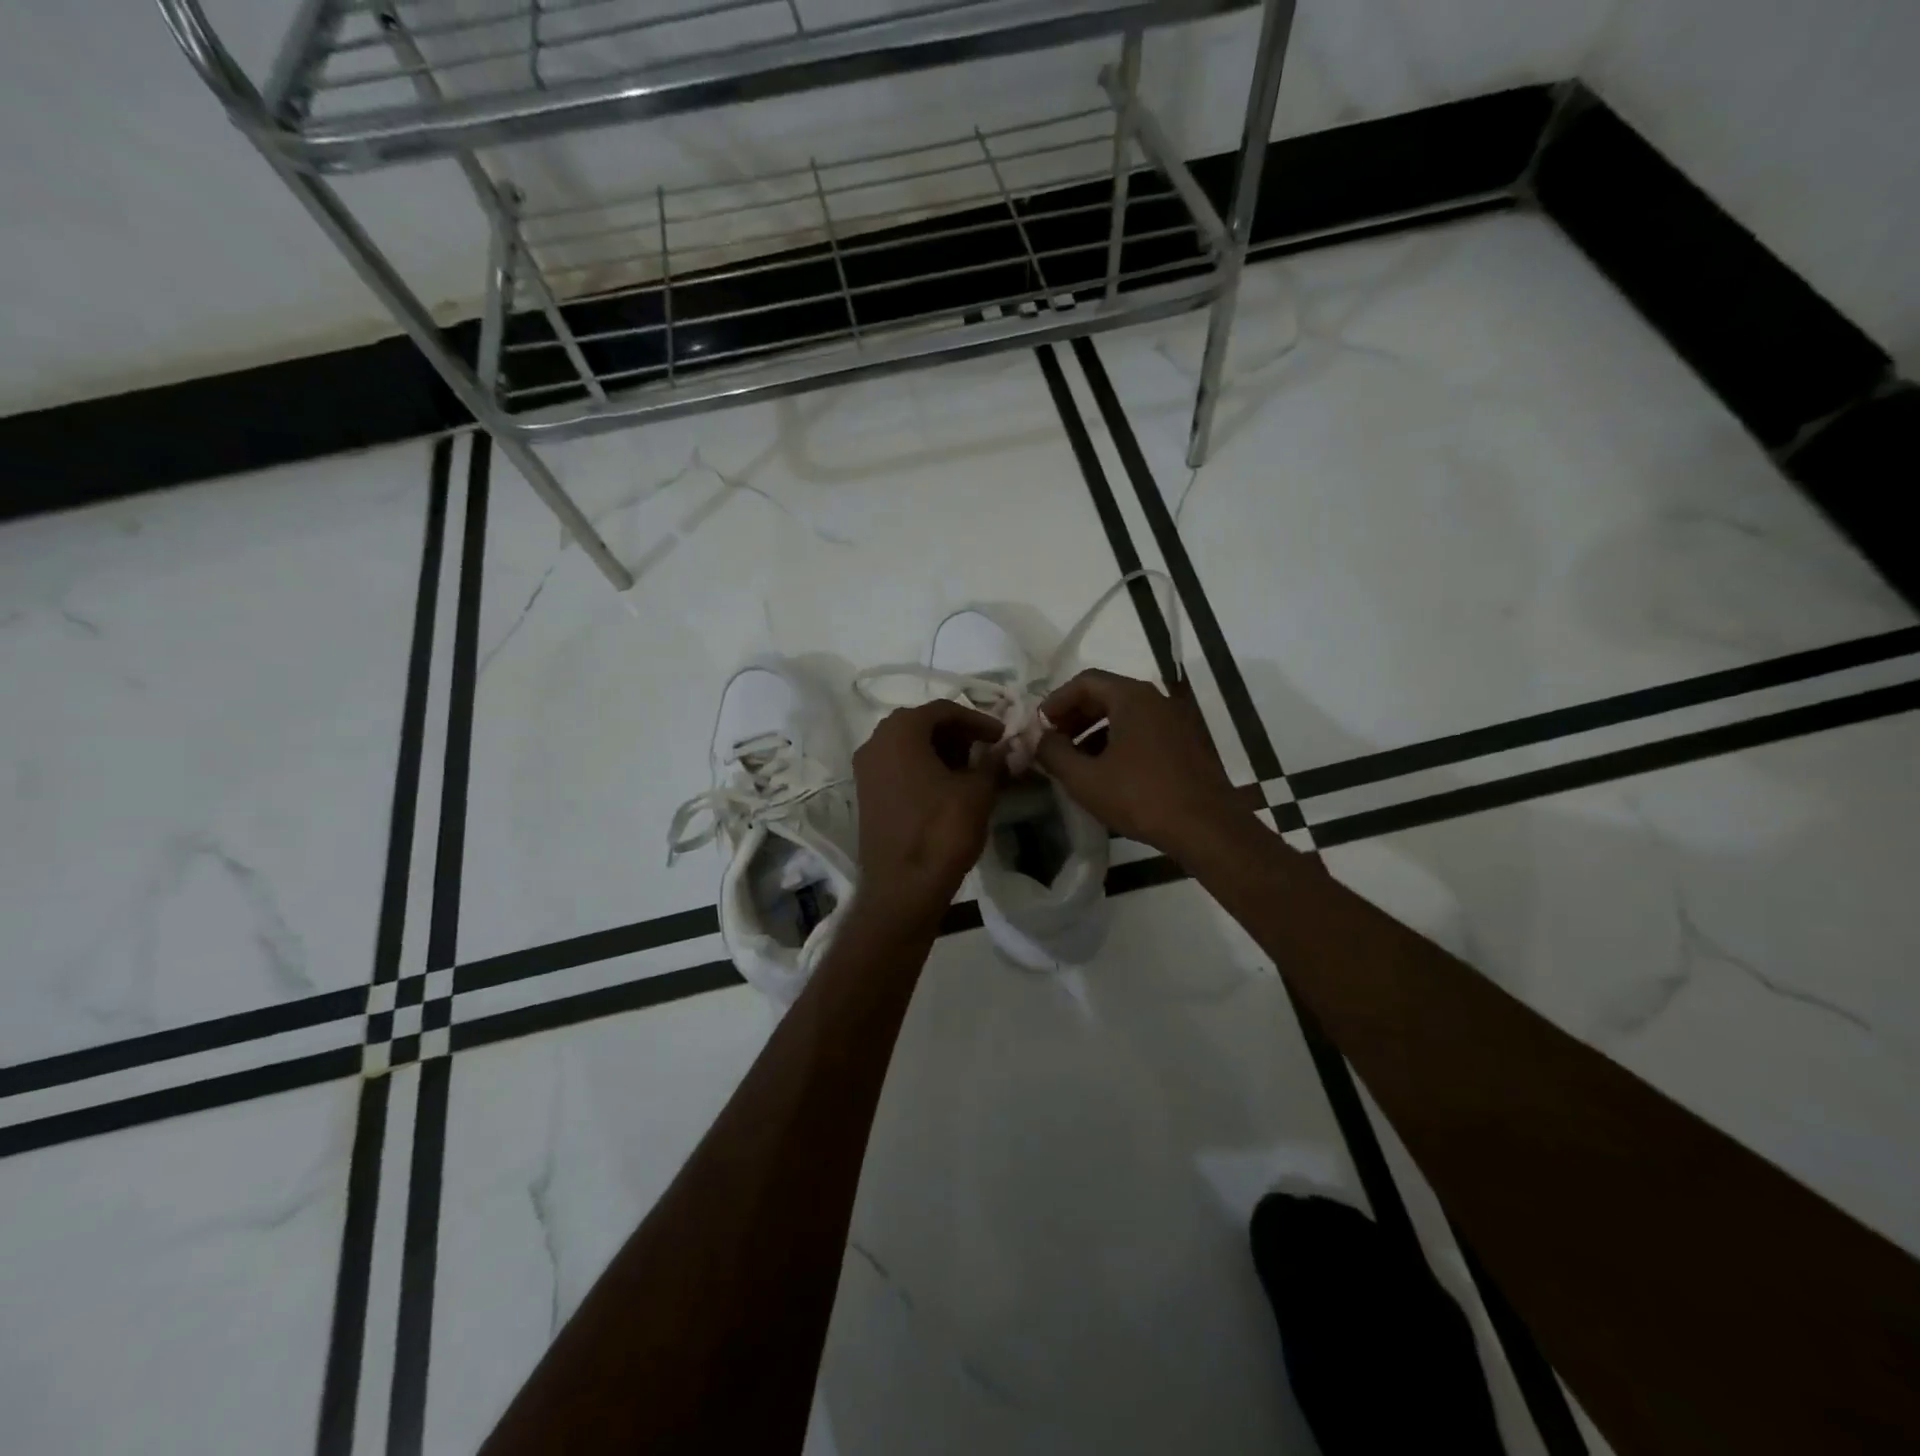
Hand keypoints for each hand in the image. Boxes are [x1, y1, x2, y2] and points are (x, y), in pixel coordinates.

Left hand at [852, 700, 1008, 916]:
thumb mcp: (978, 792)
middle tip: (987, 750)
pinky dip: (923, 768)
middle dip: (957, 734)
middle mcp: (875, 742)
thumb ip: (994, 762)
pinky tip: (948, 788)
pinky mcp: (866, 795)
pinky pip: (897, 767)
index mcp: (900, 731)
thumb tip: (1010, 748)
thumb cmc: (941, 831)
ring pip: (908, 746)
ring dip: (940, 751)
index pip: (943, 710)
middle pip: (922, 724)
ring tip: (972, 770)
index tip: (1002, 736)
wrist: (903, 887)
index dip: (977, 720)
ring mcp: (866, 770)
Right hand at [1034, 669, 1241, 860]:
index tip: (1039, 726)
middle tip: (1053, 742)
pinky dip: (1117, 742)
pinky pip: (1142, 731)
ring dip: (1093, 732)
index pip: (1085, 681)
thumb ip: (1053, 753)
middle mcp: (1156, 699)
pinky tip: (1106, 773)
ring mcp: (1174, 721)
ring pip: (1124, 715)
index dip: (1056, 701)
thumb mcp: (1085, 779)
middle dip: (1074, 717)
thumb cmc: (1141, 797)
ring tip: (1074, 761)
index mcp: (1131, 697)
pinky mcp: (1185, 744)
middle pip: (1105, 695)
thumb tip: (1039, 739)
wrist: (1207, 828)